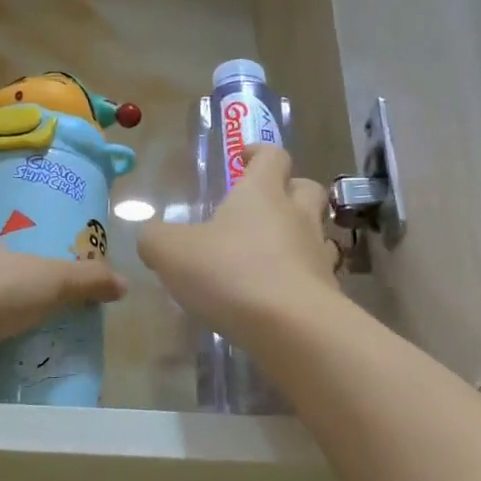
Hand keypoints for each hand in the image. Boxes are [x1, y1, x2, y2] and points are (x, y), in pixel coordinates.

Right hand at [136, 144, 339, 350]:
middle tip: (265, 204)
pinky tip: (279, 294)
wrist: (292, 328)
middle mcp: (297, 216)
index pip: (272, 156)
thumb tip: (152, 236)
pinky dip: (301, 277)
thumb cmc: (230, 273)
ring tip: (273, 252)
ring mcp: (317, 254)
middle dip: (289, 189)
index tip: (244, 157)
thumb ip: (155, 238)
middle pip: (307, 188)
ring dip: (299, 235)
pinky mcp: (329, 293)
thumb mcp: (171, 252)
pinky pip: (317, 274)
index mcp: (262, 193)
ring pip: (317, 232)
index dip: (258, 152)